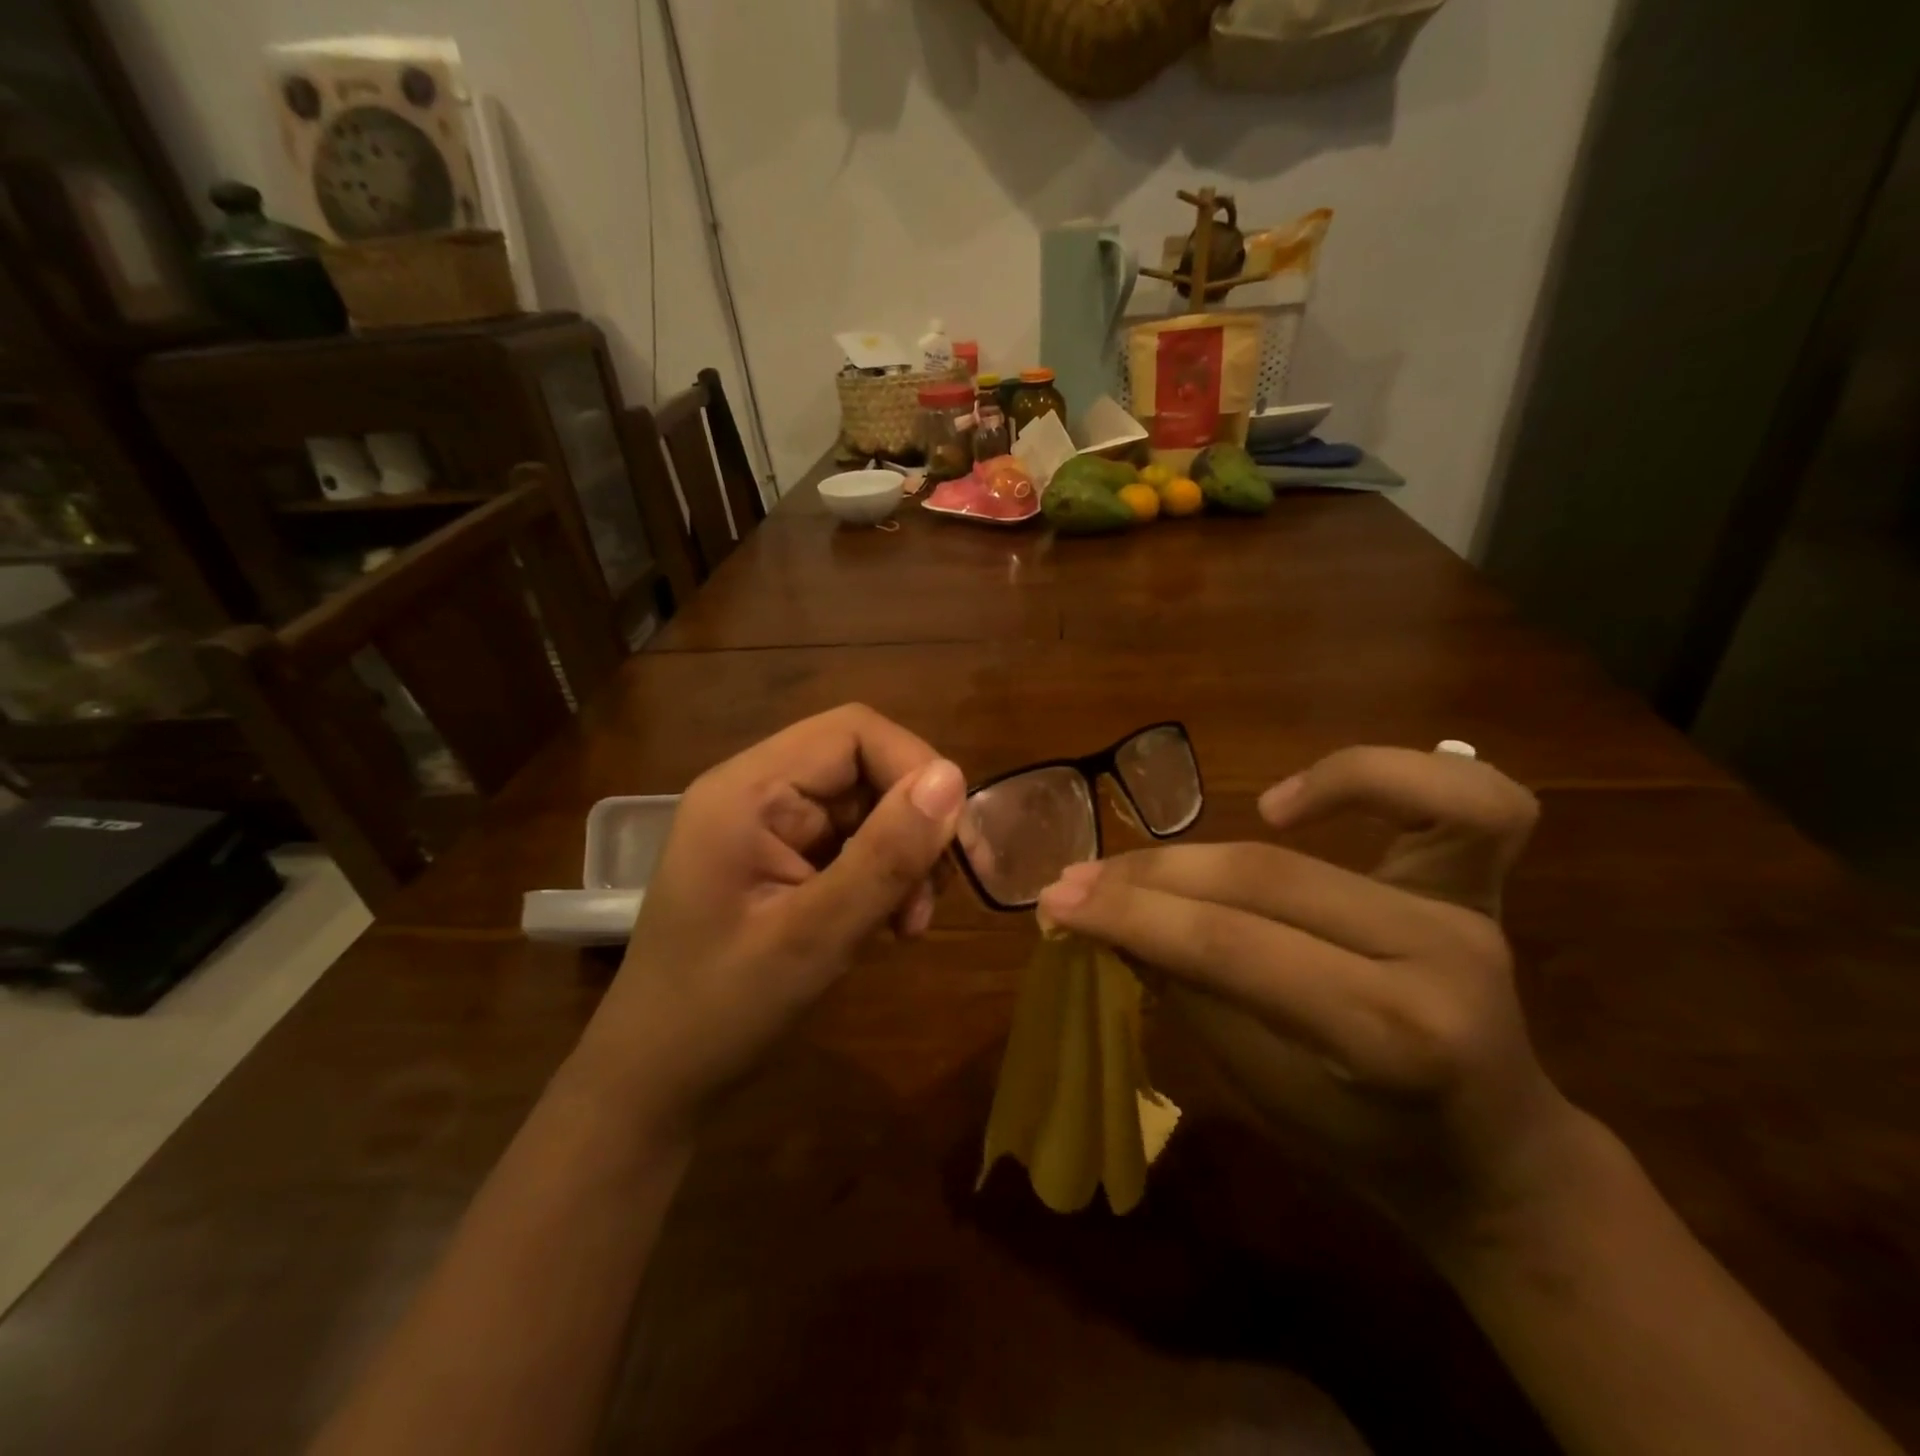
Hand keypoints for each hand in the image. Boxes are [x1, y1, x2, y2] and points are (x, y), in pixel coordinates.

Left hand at [571, 705, 965, 1131]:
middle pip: (863, 767)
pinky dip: (882, 876)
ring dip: (902, 856)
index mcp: (748, 791)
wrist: (655, 1082)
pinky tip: (887, 925)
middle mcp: (757, 793)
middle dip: (912, 824)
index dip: (914, 768)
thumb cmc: (720, 1011)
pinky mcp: (780, 860)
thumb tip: (953, 778)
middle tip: (931, 899)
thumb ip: (884, 856)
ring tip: (908, 924)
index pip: (852, 732)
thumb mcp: (813, 937)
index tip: (951, 840)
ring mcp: (767, 828)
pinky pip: (851, 843)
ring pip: (866, 808)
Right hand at [1036, 746, 1585, 1251]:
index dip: (1133, 916)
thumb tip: (1107, 916)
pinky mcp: (1477, 885)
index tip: (1058, 903)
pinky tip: (1290, 803)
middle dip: (1152, 875)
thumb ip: (1187, 986)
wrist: (1493, 1156)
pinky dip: (1373, 775)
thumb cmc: (1367, 1144)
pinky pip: (1462, 795)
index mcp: (1391, 1038)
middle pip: (1265, 879)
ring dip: (1224, 829)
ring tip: (1162, 852)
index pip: (1234, 947)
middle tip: (1077, 879)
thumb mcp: (1260, 1087)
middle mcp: (1440, 958)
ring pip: (1329, 825)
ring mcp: (1470, 909)